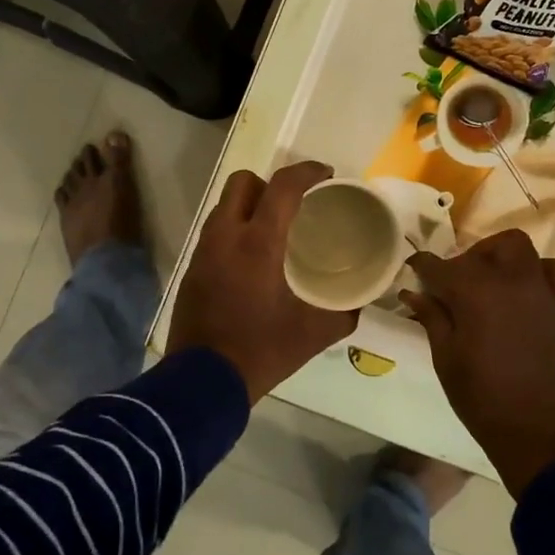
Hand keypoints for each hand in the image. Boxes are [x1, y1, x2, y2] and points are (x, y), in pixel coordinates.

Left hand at [168, 161, 357, 401]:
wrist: (201, 382)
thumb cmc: (261, 350)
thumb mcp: (313, 334)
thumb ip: (343, 313)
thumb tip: (361, 303)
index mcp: (258, 243)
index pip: (283, 186)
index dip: (307, 172)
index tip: (326, 176)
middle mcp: (226, 236)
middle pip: (244, 182)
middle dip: (271, 183)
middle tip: (295, 205)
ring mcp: (205, 251)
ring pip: (225, 205)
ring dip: (250, 206)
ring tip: (275, 230)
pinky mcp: (193, 268)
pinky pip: (216, 231)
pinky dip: (235, 230)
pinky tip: (252, 258)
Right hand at [401, 230, 554, 496]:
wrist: (538, 436)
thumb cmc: (482, 400)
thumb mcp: (446, 359)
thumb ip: (432, 318)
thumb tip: (412, 293)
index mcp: (475, 293)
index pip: (440, 266)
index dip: (422, 266)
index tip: (412, 271)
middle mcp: (511, 282)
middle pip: (487, 248)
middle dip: (467, 257)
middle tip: (454, 284)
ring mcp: (542, 292)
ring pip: (522, 250)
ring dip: (502, 257)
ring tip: (491, 282)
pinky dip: (541, 272)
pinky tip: (527, 292)